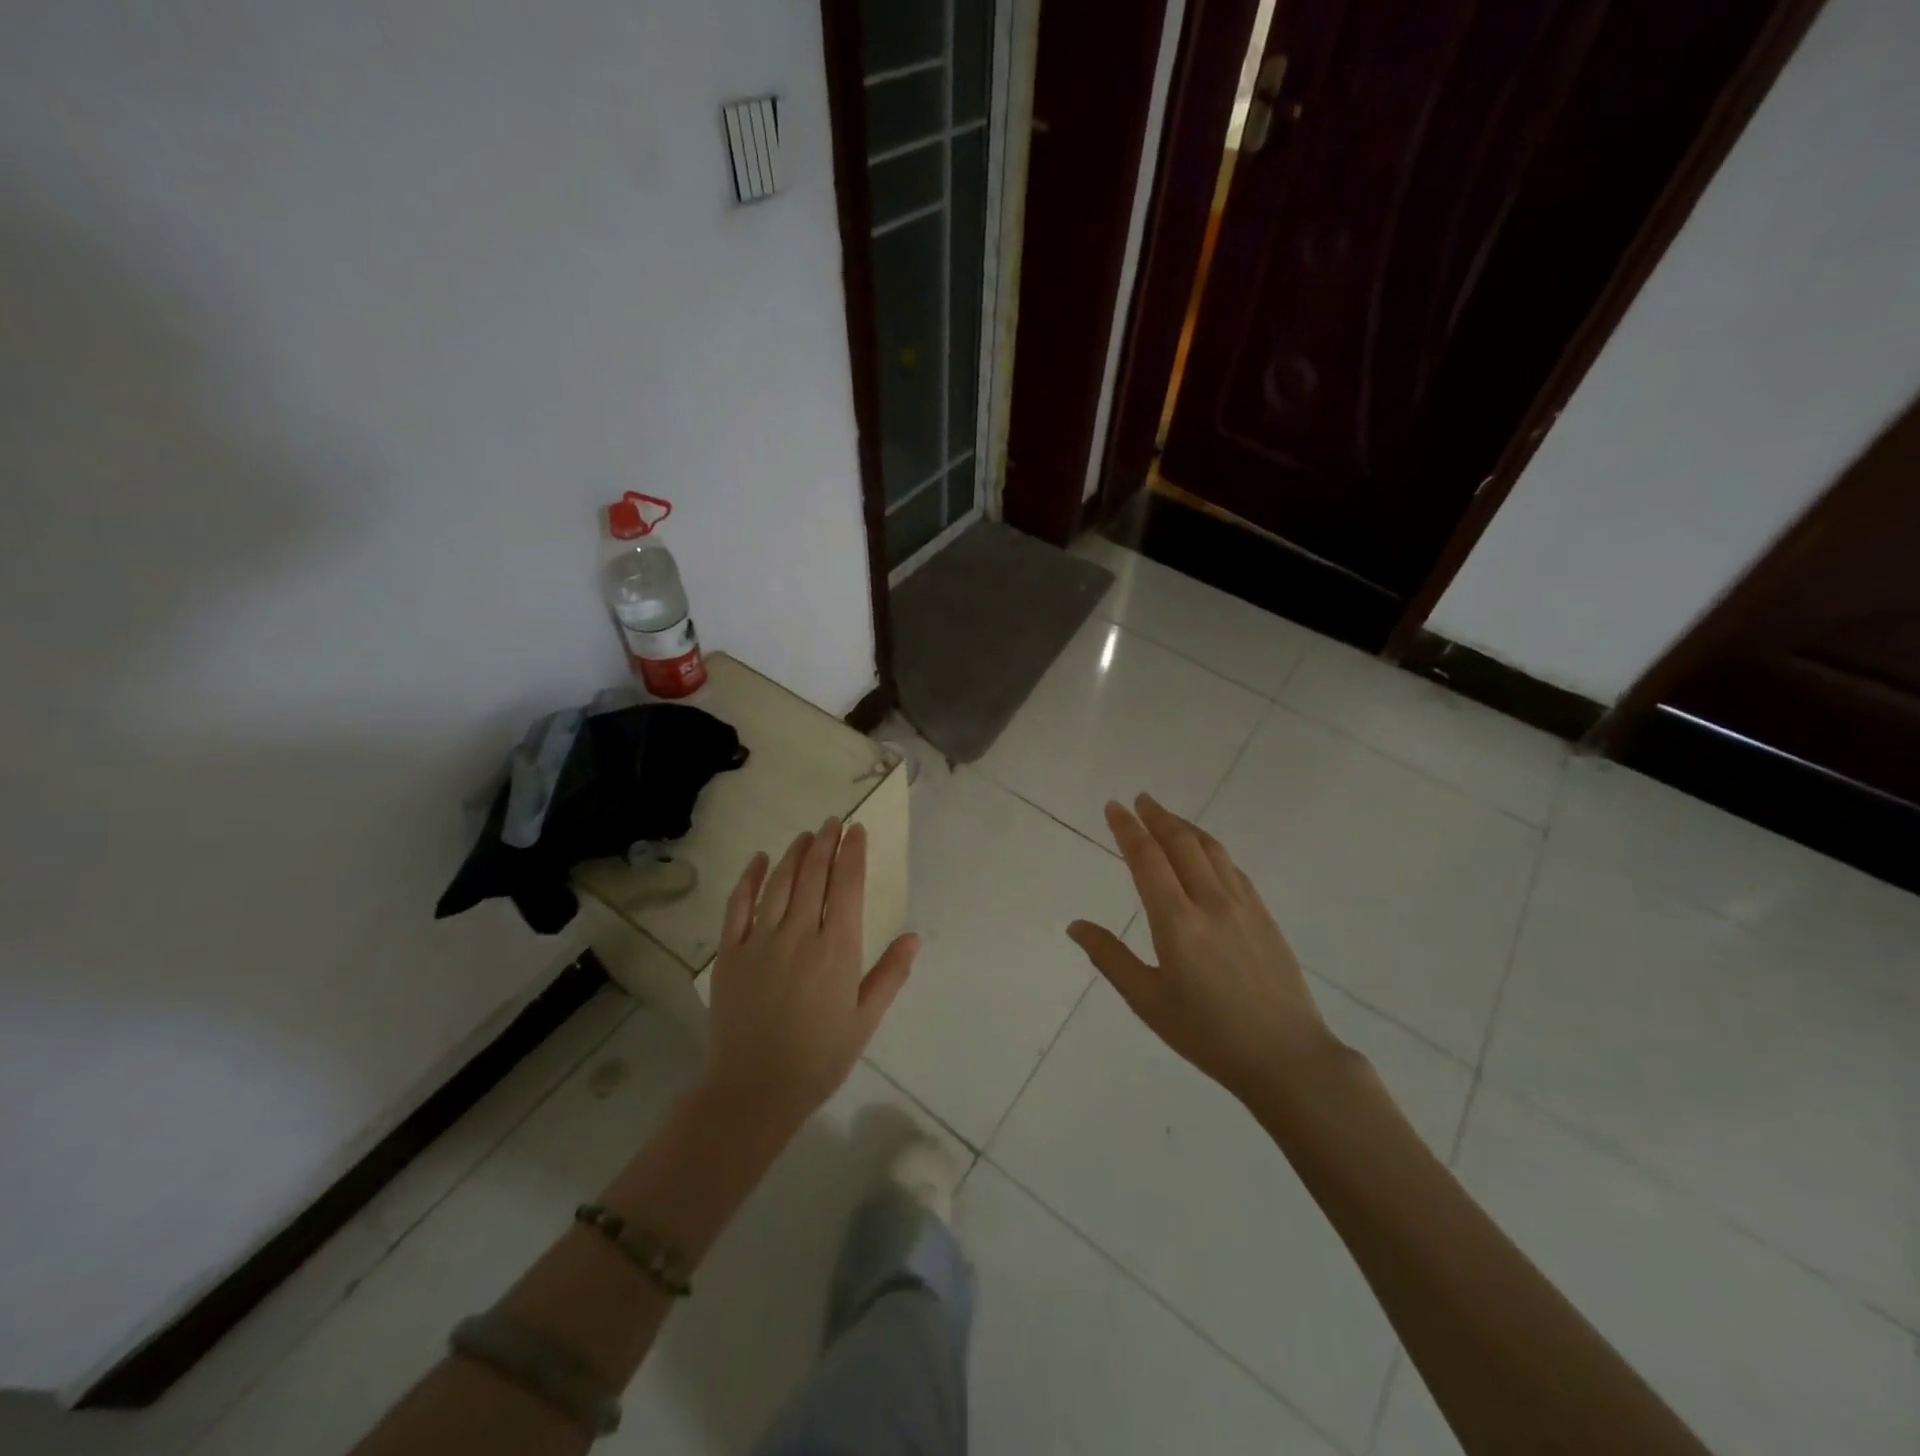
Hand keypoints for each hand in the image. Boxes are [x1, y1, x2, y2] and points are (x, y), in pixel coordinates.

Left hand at [701, 819, 919, 1133]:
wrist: (754, 1090)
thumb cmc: (819, 1058)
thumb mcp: (865, 1019)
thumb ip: (890, 974)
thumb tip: (914, 936)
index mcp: (838, 950)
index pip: (848, 886)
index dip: (853, 853)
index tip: (857, 830)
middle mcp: (800, 934)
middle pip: (814, 875)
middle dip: (826, 843)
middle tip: (833, 822)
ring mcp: (761, 941)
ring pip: (780, 883)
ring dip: (794, 853)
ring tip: (806, 834)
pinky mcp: (730, 953)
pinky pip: (739, 905)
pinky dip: (750, 878)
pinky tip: (760, 859)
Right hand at [1068, 794, 1344, 1104]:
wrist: (1287, 1057)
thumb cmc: (1208, 1034)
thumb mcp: (1148, 1001)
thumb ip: (1110, 957)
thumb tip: (1076, 925)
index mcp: (1177, 921)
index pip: (1147, 859)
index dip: (1127, 829)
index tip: (1113, 807)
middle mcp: (1210, 902)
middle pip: (1181, 843)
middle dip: (1157, 817)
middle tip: (1139, 800)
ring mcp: (1243, 905)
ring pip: (1211, 849)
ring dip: (1185, 827)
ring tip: (1167, 817)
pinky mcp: (1264, 916)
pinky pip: (1232, 867)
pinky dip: (1211, 849)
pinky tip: (1206, 853)